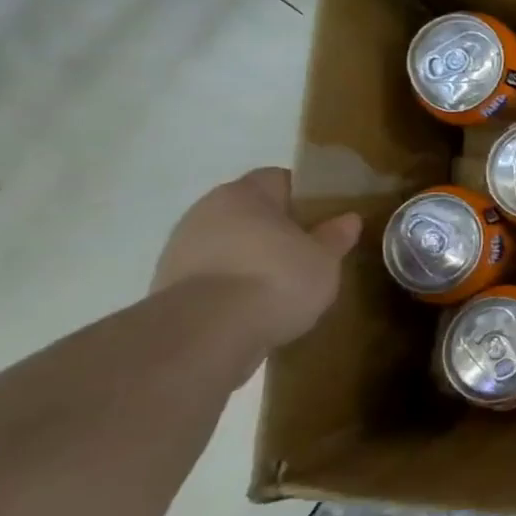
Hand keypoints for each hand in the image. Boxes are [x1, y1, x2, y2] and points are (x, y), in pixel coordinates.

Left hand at [153, 168, 361, 354]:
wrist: (205, 335)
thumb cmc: (275, 279)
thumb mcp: (324, 259)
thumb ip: (335, 236)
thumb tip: (348, 219)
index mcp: (245, 193)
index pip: (279, 179)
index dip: (305, 197)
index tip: (326, 220)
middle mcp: (206, 211)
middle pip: (250, 212)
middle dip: (277, 229)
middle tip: (308, 253)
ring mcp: (180, 249)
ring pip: (229, 244)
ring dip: (252, 259)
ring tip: (283, 287)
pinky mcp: (166, 288)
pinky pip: (212, 276)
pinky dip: (232, 286)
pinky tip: (254, 308)